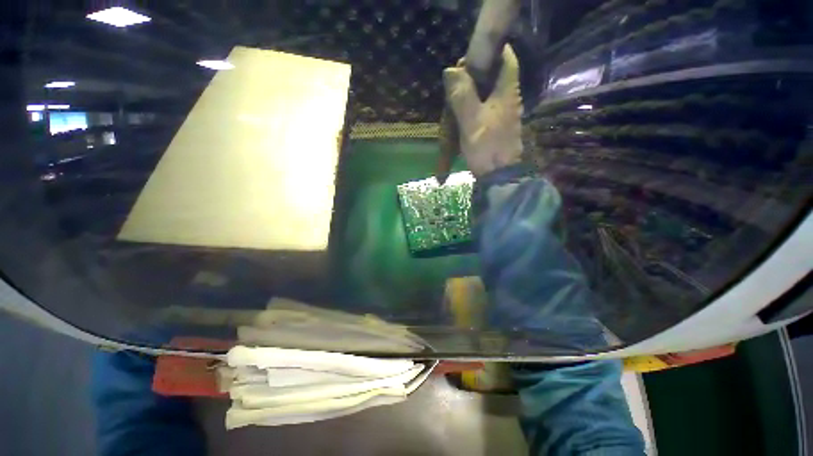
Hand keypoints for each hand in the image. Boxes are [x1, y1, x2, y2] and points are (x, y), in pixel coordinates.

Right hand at [441, 44, 523, 177]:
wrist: (498, 175)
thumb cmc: (486, 147)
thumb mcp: (471, 121)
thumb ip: (462, 96)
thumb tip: (451, 70)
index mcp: (506, 91)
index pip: (506, 58)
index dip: (492, 50)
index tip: (471, 55)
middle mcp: (508, 97)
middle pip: (495, 73)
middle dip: (476, 71)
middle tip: (456, 80)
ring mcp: (503, 112)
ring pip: (488, 90)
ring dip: (472, 89)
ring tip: (455, 95)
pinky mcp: (497, 124)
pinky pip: (485, 106)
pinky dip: (473, 104)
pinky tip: (462, 111)